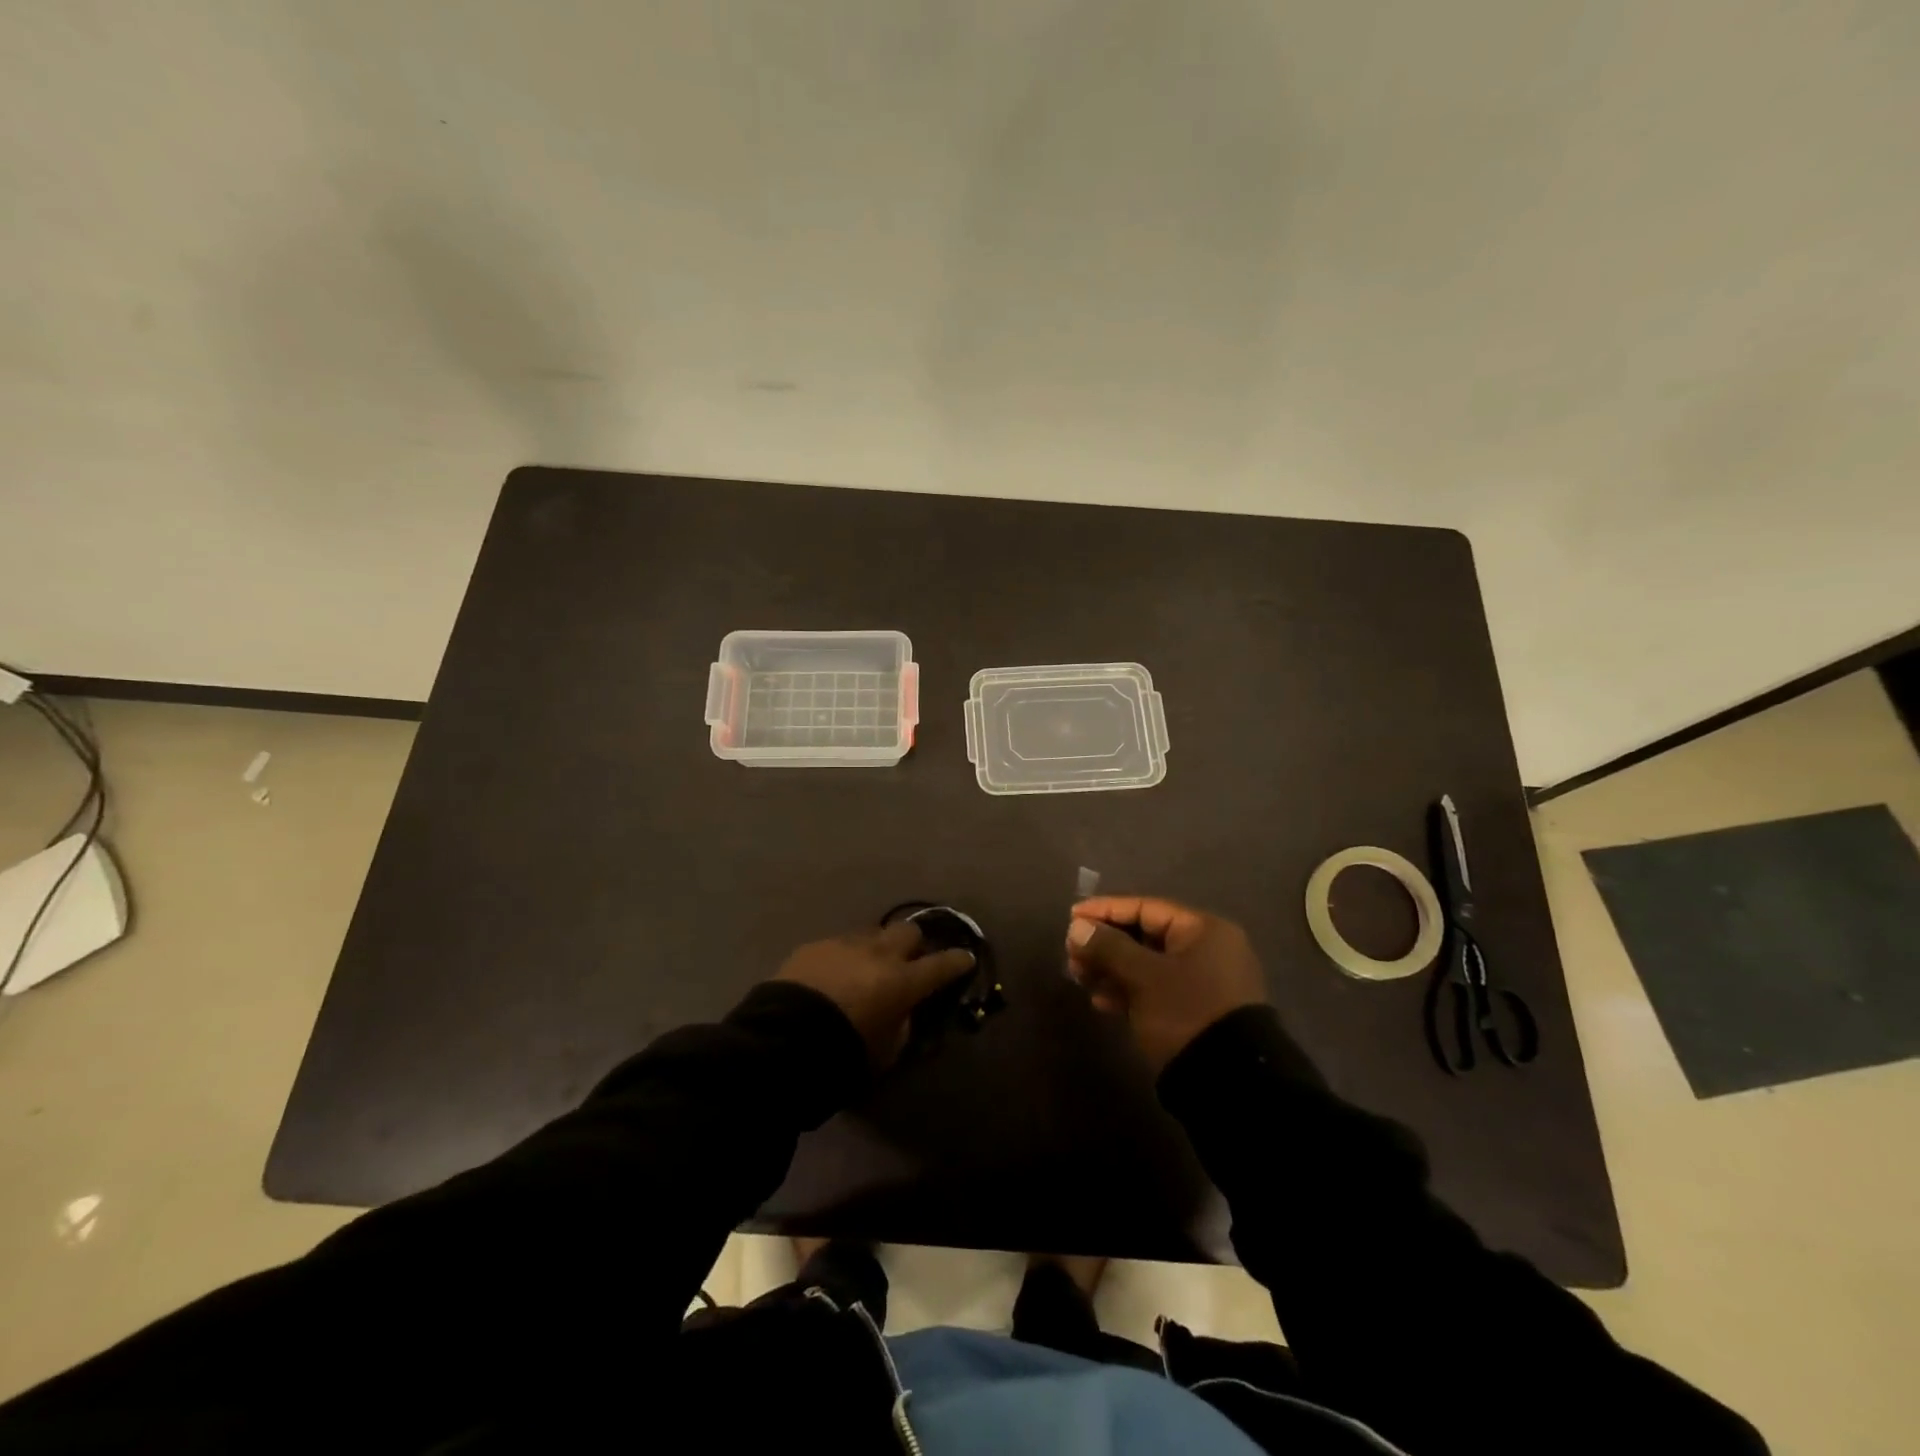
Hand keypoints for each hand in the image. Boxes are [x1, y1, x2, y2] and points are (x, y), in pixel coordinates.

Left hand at [776, 921, 976, 1067]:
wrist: (782, 1039)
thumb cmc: (842, 1052)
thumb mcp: (886, 1051)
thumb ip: (902, 1025)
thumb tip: (904, 1011)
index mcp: (902, 981)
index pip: (942, 964)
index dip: (957, 961)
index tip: (966, 959)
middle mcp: (878, 953)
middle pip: (909, 932)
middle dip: (915, 944)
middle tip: (910, 961)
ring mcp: (845, 944)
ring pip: (873, 934)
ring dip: (878, 948)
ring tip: (868, 967)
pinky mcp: (815, 945)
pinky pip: (840, 944)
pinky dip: (846, 957)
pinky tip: (834, 974)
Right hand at [1066, 896, 1265, 1072]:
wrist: (1230, 1083)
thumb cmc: (1186, 1012)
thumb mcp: (1143, 977)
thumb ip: (1108, 947)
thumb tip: (1077, 928)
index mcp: (1203, 929)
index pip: (1145, 907)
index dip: (1105, 910)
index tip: (1071, 918)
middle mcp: (1207, 949)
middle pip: (1145, 935)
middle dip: (1105, 944)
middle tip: (1071, 954)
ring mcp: (1203, 981)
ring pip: (1147, 964)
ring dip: (1112, 968)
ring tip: (1080, 978)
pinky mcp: (1197, 1010)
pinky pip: (1156, 989)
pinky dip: (1129, 991)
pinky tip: (1101, 1001)